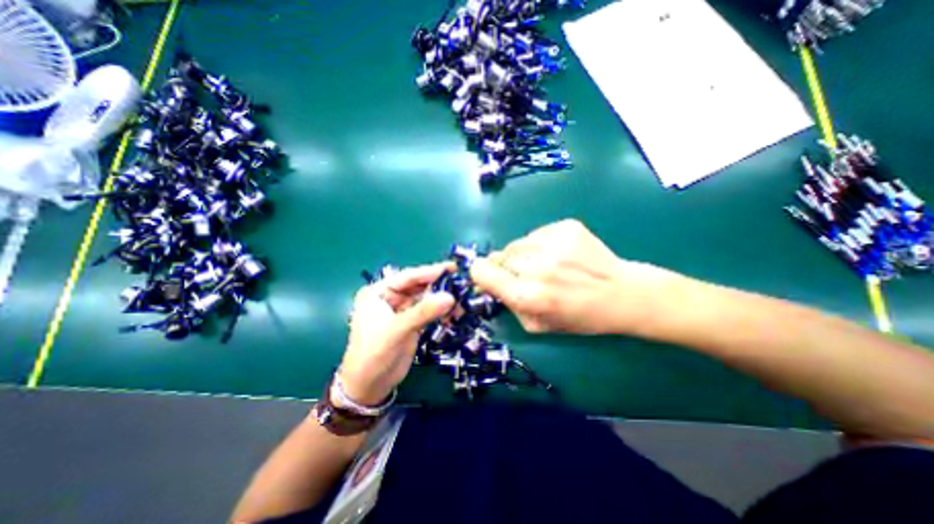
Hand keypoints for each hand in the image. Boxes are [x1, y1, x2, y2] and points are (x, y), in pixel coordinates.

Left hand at [341, 263, 457, 406]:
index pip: (408, 277)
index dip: (430, 271)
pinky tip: (454, 312)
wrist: (369, 386)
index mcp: (379, 292)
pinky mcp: (411, 323)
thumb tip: (451, 296)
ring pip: (425, 299)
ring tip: (462, 298)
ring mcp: (402, 310)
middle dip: (439, 285)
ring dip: (442, 299)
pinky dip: (441, 311)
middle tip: (461, 281)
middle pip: (418, 286)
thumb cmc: (374, 354)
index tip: (452, 267)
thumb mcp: (397, 330)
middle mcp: (390, 297)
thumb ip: (423, 312)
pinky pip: (429, 312)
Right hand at [475, 218, 680, 335]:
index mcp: (527, 295)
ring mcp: (553, 242)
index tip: (489, 277)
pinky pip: (537, 233)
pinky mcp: (566, 226)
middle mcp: (537, 266)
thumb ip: (508, 303)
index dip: (481, 273)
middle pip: (499, 256)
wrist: (622, 294)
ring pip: (517, 243)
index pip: (482, 271)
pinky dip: (541, 244)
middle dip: (507, 267)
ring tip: (547, 264)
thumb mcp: (536, 325)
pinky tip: (561, 255)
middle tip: (527, 276)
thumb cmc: (578, 317)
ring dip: (524, 254)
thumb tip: (488, 282)